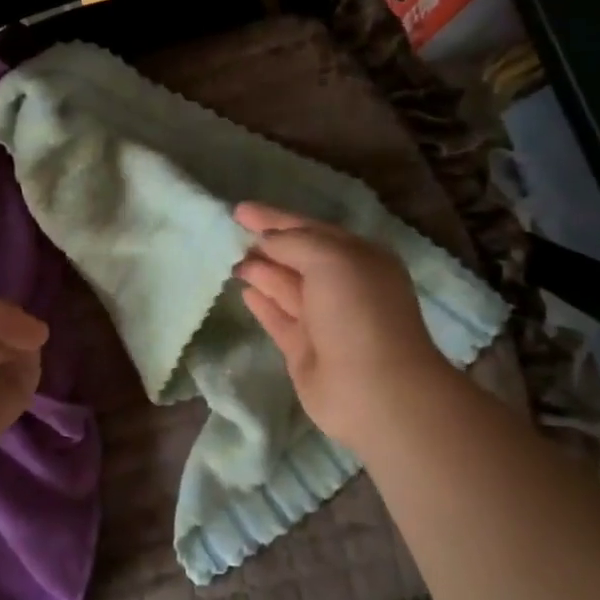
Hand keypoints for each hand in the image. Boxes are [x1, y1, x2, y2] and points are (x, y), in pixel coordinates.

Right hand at [232, 202, 454, 452]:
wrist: (373, 389)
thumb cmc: (357, 312)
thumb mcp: (330, 258)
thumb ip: (294, 241)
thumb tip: (265, 241)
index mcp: (358, 258)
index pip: (311, 229)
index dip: (275, 218)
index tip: (239, 210)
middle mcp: (342, 286)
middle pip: (296, 257)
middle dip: (265, 244)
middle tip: (227, 232)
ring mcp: (322, 319)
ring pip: (285, 286)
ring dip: (259, 270)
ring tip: (227, 257)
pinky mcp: (303, 349)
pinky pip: (277, 317)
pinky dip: (261, 302)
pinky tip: (242, 290)